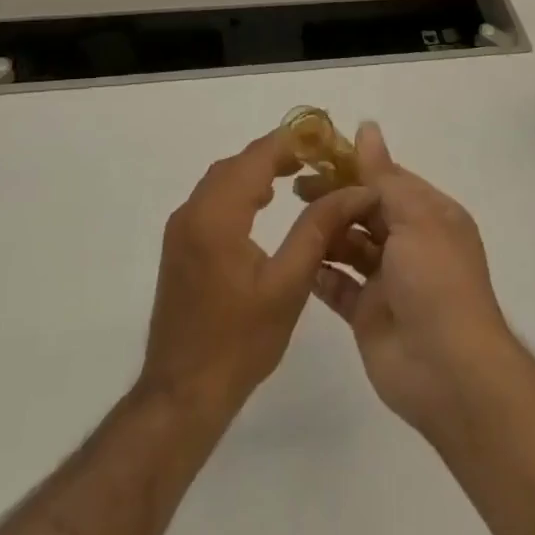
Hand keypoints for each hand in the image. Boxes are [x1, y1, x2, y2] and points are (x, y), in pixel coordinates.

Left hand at [141, 131, 377, 421]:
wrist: (182, 394)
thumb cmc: (239, 342)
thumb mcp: (288, 285)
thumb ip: (318, 230)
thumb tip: (355, 190)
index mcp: (216, 216)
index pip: (256, 158)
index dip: (291, 142)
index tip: (325, 139)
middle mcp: (192, 212)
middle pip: (237, 164)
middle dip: (276, 153)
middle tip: (318, 158)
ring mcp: (181, 230)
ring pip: (222, 180)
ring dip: (257, 170)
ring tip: (298, 173)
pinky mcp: (180, 246)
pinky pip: (212, 199)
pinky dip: (241, 190)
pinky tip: (264, 204)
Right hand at [301, 122, 517, 438]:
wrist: (448, 371)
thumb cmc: (437, 281)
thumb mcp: (415, 218)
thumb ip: (383, 176)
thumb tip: (367, 127)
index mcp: (431, 216)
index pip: (389, 180)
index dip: (355, 166)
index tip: (318, 155)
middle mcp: (411, 244)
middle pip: (366, 211)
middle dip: (336, 197)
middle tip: (297, 188)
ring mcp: (388, 280)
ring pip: (350, 246)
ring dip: (326, 232)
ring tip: (295, 219)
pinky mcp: (367, 314)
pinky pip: (338, 286)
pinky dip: (320, 272)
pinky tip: (297, 258)